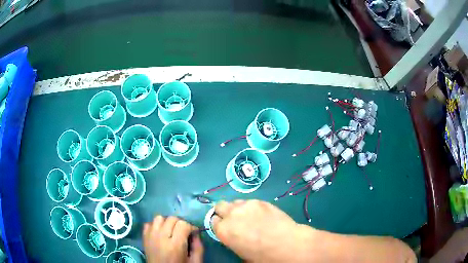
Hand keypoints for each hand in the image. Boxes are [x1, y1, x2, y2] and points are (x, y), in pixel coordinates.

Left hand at [143, 215, 203, 262]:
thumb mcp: (195, 262)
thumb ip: (198, 247)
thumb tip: (196, 233)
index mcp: (175, 245)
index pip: (183, 224)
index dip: (191, 227)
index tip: (194, 233)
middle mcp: (161, 237)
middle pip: (172, 219)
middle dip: (180, 224)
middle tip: (184, 233)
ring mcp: (150, 236)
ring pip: (159, 218)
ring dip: (167, 222)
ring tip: (171, 231)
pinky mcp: (144, 237)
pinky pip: (149, 223)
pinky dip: (155, 225)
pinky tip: (161, 233)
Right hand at [212, 200, 314, 262]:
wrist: (286, 244)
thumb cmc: (262, 255)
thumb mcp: (241, 253)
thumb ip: (232, 240)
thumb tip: (235, 236)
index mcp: (223, 230)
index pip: (213, 221)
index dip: (220, 224)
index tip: (226, 227)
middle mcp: (231, 215)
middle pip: (220, 206)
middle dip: (224, 212)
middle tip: (235, 220)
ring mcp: (246, 205)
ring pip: (235, 202)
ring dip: (238, 208)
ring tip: (249, 216)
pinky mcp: (260, 201)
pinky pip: (250, 201)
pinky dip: (251, 207)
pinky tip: (261, 214)